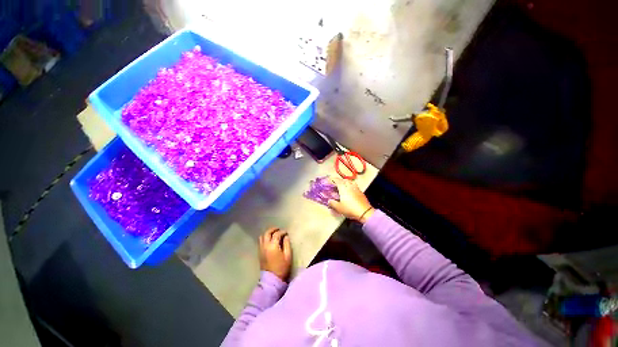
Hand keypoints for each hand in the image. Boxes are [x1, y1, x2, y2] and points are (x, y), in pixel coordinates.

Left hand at [259, 228, 291, 280]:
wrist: (271, 280)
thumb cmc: (282, 268)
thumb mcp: (288, 256)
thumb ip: (287, 244)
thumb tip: (286, 236)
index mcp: (273, 246)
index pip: (277, 234)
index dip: (282, 232)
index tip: (286, 232)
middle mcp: (265, 246)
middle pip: (267, 233)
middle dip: (273, 229)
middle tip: (279, 229)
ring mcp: (261, 249)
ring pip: (262, 236)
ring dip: (268, 233)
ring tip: (274, 233)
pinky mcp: (259, 253)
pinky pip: (260, 241)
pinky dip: (265, 237)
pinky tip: (269, 240)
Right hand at [328, 177, 374, 222]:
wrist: (364, 212)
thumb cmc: (350, 209)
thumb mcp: (339, 208)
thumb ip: (333, 203)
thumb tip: (329, 201)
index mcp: (343, 189)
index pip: (338, 181)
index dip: (334, 179)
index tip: (331, 179)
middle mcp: (350, 187)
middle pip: (345, 180)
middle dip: (340, 180)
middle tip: (337, 182)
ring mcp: (356, 189)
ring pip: (351, 182)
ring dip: (347, 182)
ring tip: (345, 185)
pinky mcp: (361, 192)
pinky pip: (355, 186)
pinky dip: (352, 186)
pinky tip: (351, 191)